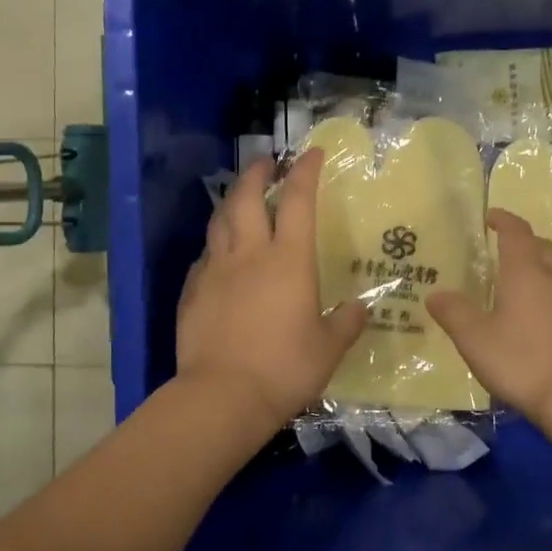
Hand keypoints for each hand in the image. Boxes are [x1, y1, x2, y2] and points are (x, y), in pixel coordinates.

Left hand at [176, 148, 366, 430]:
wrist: (222, 397)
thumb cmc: (285, 368)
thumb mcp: (328, 349)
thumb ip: (345, 324)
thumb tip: (359, 308)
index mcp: (288, 260)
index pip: (297, 201)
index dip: (304, 172)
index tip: (311, 153)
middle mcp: (249, 255)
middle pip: (246, 198)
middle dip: (256, 173)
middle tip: (265, 162)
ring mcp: (215, 272)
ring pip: (219, 222)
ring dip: (230, 202)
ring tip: (239, 198)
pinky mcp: (192, 294)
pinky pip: (204, 258)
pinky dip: (214, 246)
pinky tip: (218, 255)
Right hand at [427, 208, 551, 423]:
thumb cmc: (523, 362)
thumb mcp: (475, 340)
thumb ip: (454, 313)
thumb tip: (435, 294)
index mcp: (526, 273)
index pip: (516, 233)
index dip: (504, 220)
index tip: (492, 217)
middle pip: (544, 248)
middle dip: (526, 243)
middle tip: (507, 250)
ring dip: (544, 272)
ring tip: (525, 288)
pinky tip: (547, 324)